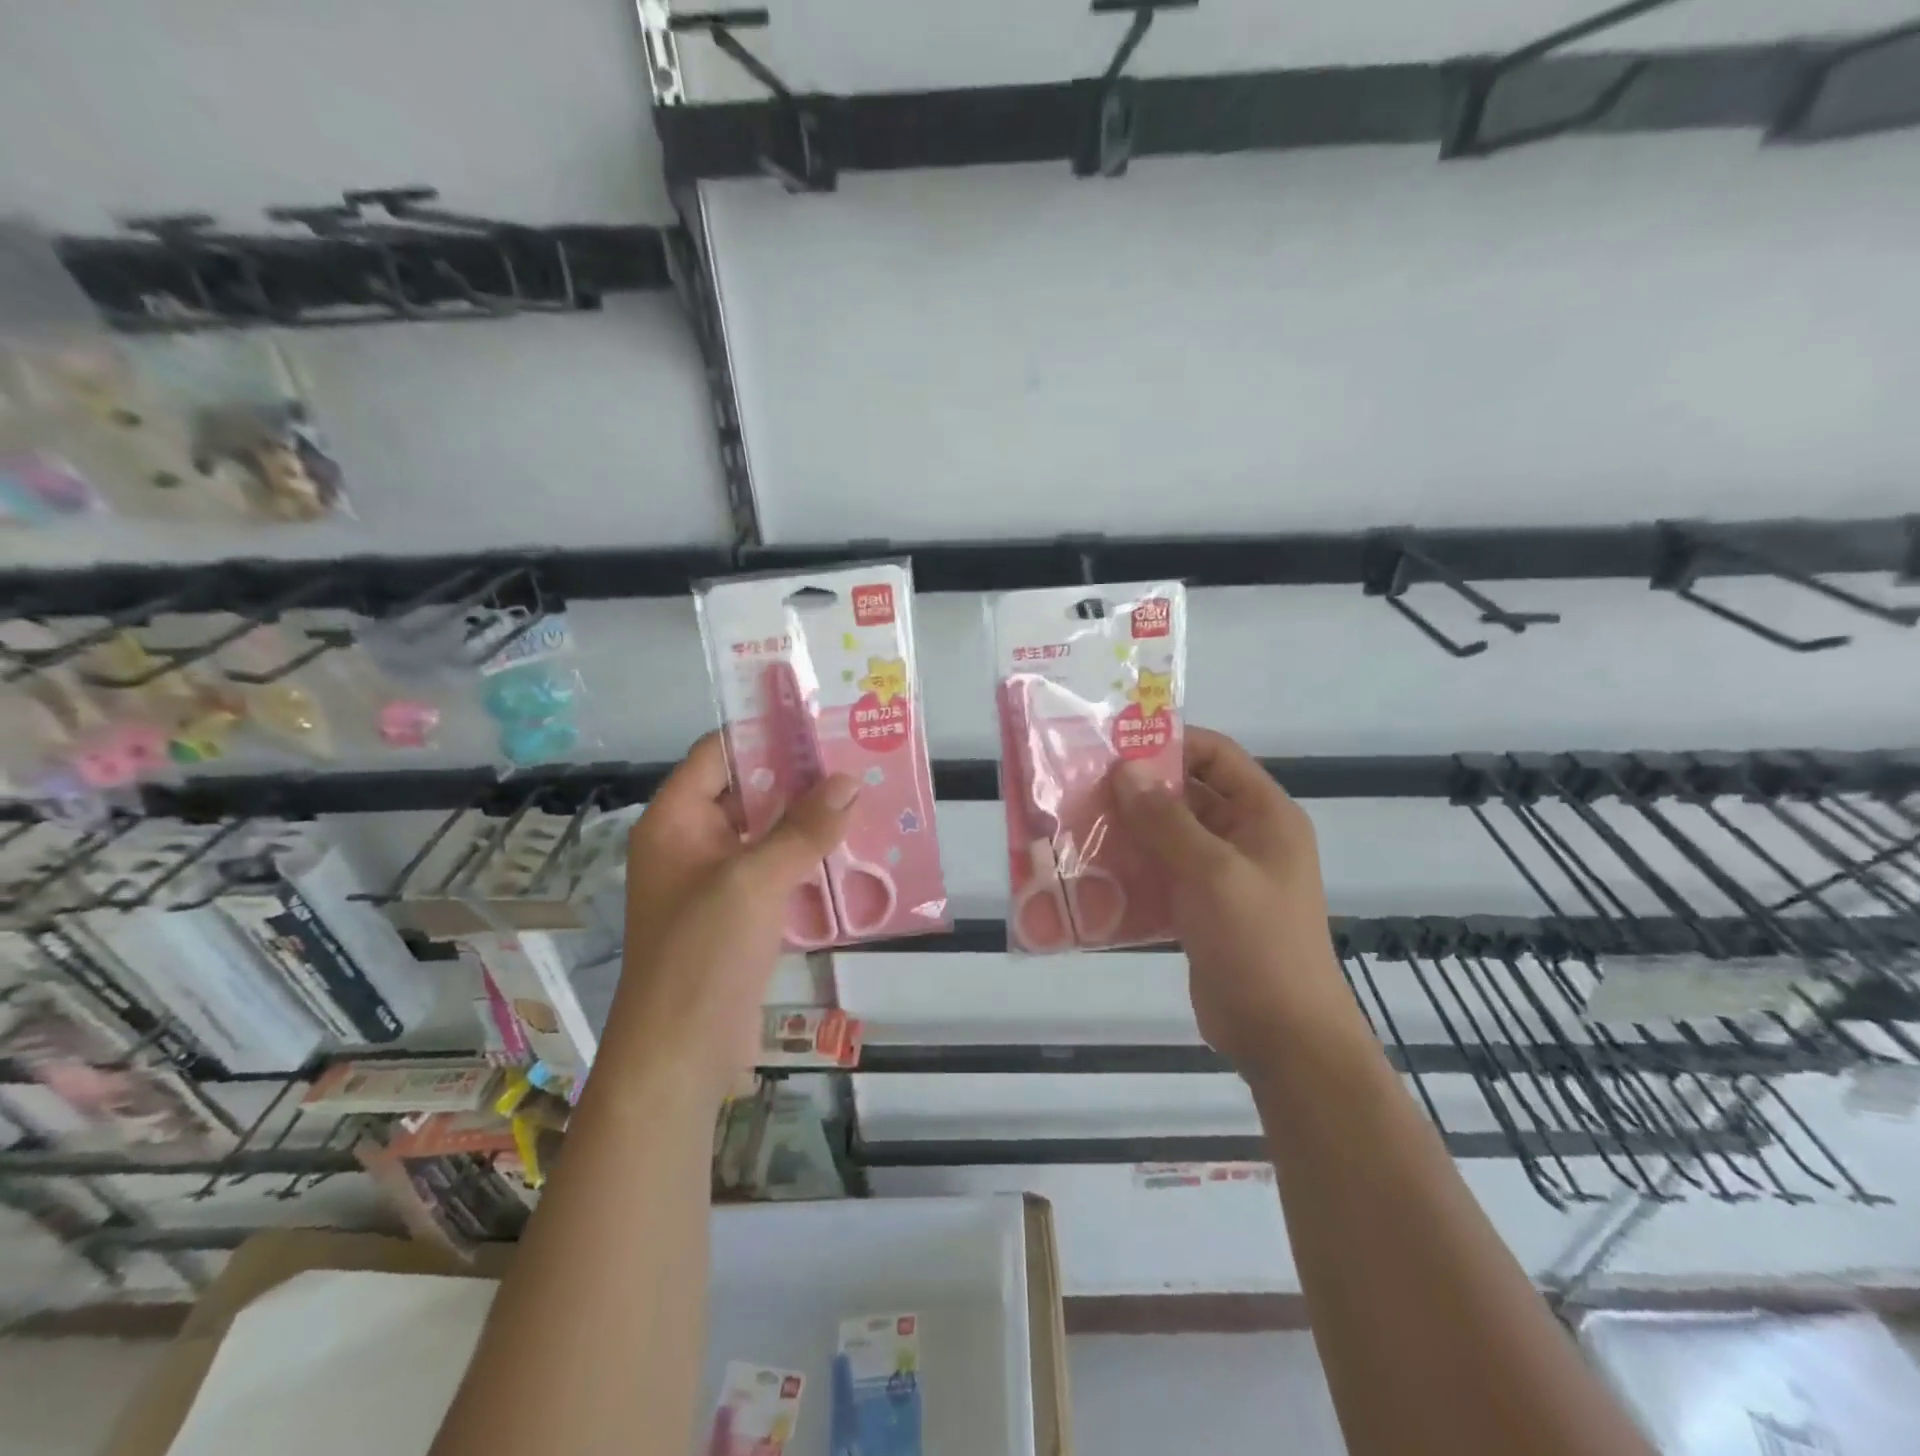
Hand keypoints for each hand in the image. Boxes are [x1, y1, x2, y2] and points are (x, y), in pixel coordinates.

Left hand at [609, 733, 858, 1101]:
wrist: (680, 1057)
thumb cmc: (702, 956)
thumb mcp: (753, 882)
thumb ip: (803, 830)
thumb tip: (849, 781)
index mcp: (675, 821)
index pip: (718, 755)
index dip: (764, 733)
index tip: (819, 720)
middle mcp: (693, 842)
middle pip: (749, 792)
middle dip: (800, 777)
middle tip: (857, 757)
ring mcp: (718, 881)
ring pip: (769, 833)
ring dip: (812, 820)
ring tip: (867, 797)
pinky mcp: (742, 914)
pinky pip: (778, 871)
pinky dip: (811, 860)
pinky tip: (855, 851)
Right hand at [1112, 728, 1356, 1075]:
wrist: (1281, 1035)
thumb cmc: (1256, 942)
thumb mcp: (1211, 873)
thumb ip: (1166, 819)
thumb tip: (1125, 769)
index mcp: (1265, 816)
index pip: (1217, 755)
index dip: (1170, 744)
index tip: (1115, 746)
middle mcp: (1246, 837)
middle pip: (1188, 794)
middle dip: (1139, 789)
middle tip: (1083, 785)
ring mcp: (1223, 875)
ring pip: (1170, 835)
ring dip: (1130, 829)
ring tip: (1078, 824)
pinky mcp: (1201, 907)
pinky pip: (1162, 872)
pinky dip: (1132, 867)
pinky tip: (1092, 870)